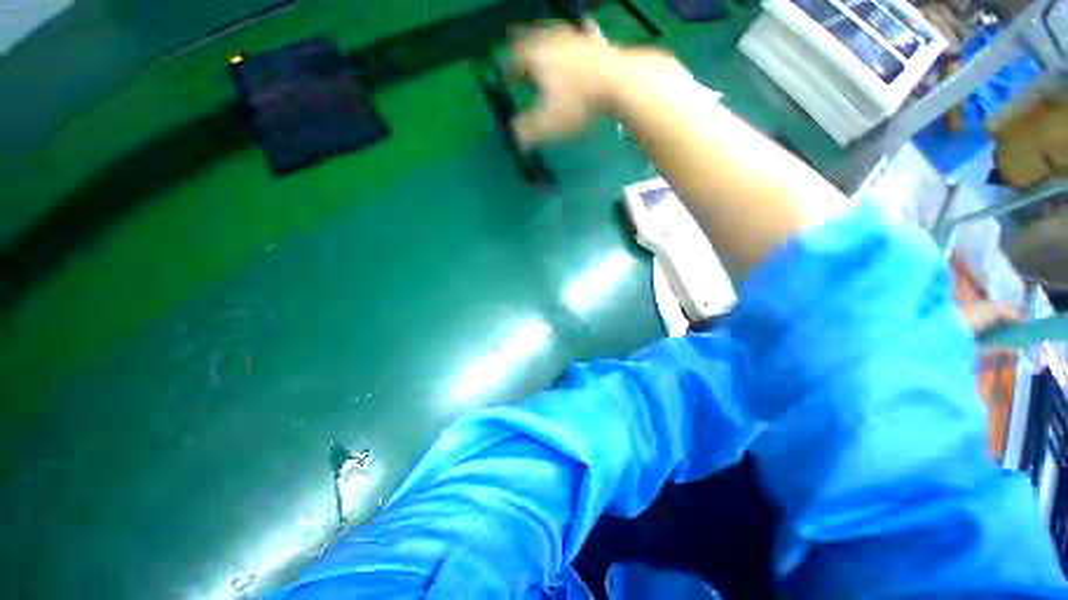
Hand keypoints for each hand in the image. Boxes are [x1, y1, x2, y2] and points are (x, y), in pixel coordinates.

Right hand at [509, 21, 622, 146]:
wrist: (618, 83)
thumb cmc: (577, 104)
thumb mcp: (548, 124)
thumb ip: (528, 131)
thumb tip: (516, 138)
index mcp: (536, 58)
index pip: (514, 61)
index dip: (507, 70)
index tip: (504, 77)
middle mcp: (553, 42)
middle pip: (532, 42)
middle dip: (524, 51)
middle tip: (522, 59)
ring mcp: (577, 39)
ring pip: (556, 35)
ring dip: (548, 40)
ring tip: (545, 43)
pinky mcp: (598, 44)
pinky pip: (587, 34)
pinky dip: (584, 33)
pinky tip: (585, 28)